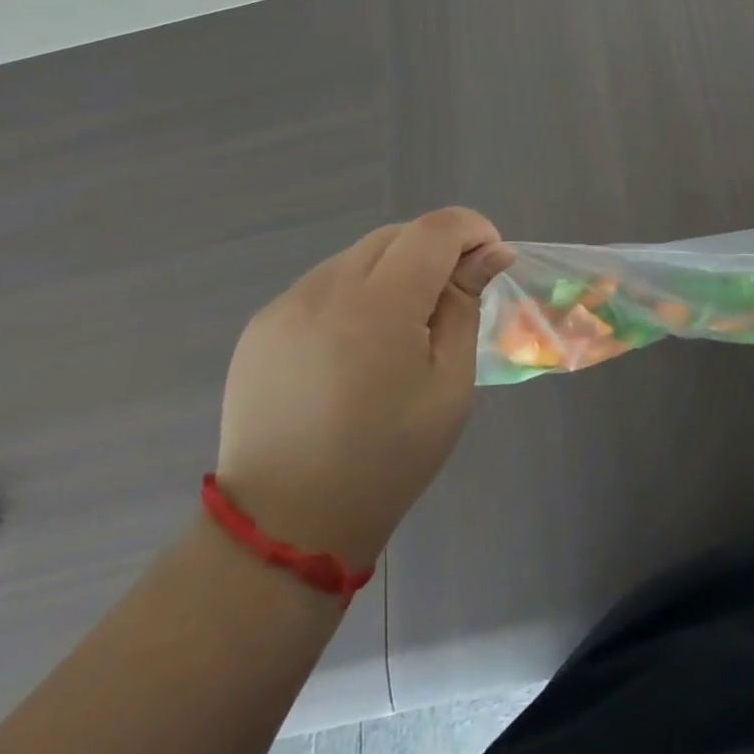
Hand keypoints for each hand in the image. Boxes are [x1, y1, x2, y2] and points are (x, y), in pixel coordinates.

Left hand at [214, 208, 514, 569]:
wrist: (285, 525)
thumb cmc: (388, 458)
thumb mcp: (449, 383)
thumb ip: (466, 306)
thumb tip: (490, 254)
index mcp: (379, 307)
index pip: (435, 229)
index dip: (472, 229)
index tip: (492, 258)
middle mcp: (325, 291)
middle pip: (396, 235)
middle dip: (436, 249)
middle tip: (454, 297)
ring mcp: (286, 306)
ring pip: (358, 256)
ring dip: (395, 269)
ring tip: (404, 325)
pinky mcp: (261, 326)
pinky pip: (324, 284)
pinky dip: (357, 292)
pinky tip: (359, 343)